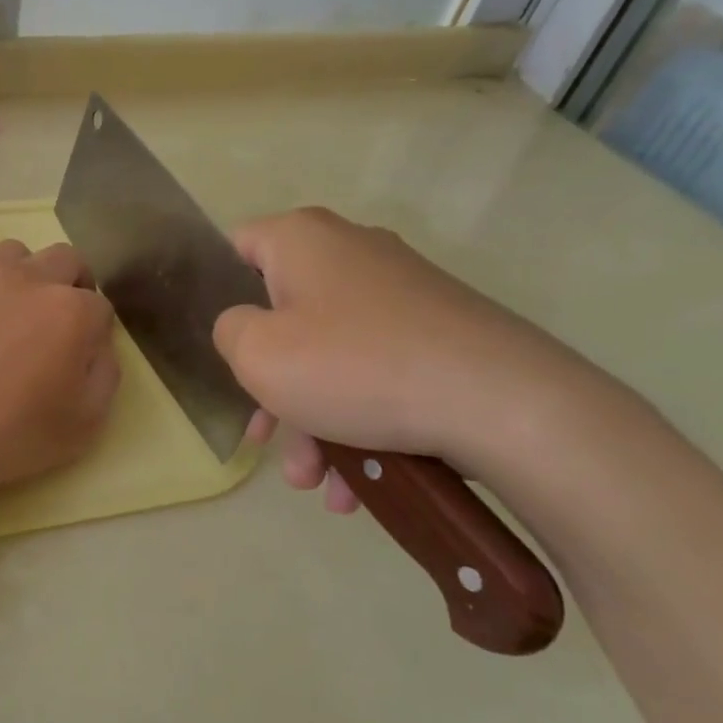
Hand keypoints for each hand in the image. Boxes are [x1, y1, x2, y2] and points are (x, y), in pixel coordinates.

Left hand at [0, 240, 120, 501]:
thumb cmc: (9, 435)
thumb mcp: (84, 425)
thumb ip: (105, 376)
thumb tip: (97, 347)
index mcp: (72, 312)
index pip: (101, 307)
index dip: (96, 332)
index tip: (82, 356)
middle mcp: (30, 280)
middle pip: (66, 260)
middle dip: (71, 284)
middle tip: (58, 323)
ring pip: (15, 251)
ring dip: (24, 274)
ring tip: (11, 309)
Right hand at [213, 208, 592, 505]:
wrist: (505, 404)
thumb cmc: (354, 366)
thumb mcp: (257, 353)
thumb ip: (227, 331)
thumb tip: (246, 327)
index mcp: (303, 238)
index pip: (238, 246)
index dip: (218, 293)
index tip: (223, 347)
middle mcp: (352, 251)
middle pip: (285, 314)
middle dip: (271, 385)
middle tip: (266, 437)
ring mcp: (402, 291)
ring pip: (331, 353)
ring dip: (314, 420)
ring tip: (318, 482)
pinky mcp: (440, 331)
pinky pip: (376, 370)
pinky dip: (360, 420)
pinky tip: (360, 484)